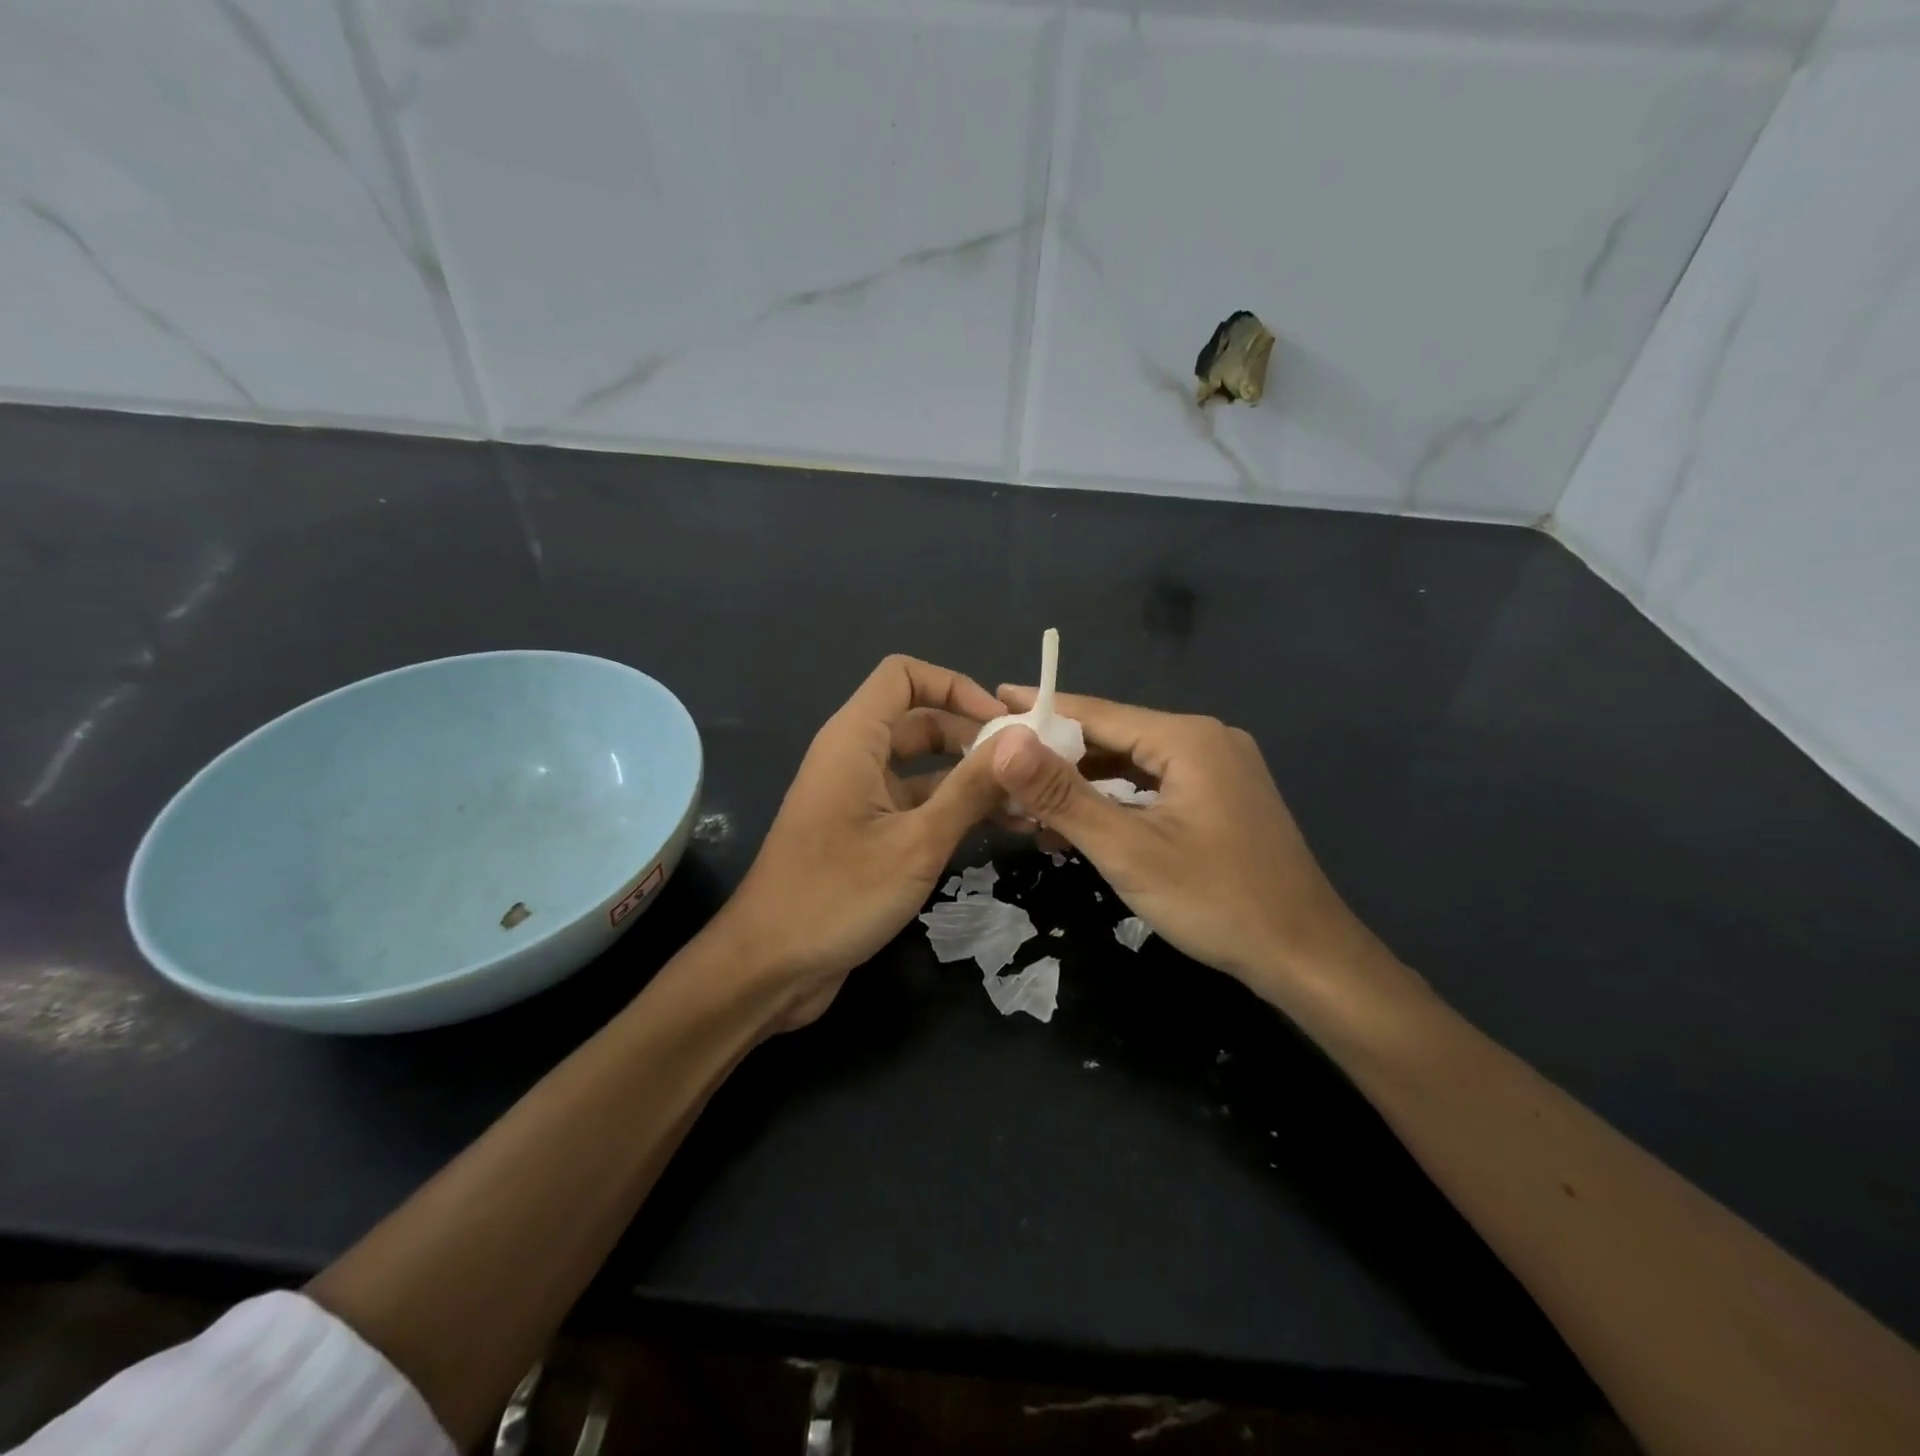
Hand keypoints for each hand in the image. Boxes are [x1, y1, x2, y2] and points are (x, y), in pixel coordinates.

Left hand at [715, 656, 1006, 1031]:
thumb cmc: (837, 896)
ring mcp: (859, 797)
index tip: (1001, 723)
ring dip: (970, 779)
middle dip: (974, 738)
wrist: (769, 968)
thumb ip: (970, 789)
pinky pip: (915, 804)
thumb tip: (1022, 741)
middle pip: (921, 721)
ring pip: (923, 768)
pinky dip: (952, 810)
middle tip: (1028, 769)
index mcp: (854, 740)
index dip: (955, 686)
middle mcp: (854, 758)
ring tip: (1026, 803)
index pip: (904, 675)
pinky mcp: (865, 834)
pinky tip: (997, 830)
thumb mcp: (917, 842)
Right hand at [987, 688, 1394, 1015]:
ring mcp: (1220, 768)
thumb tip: (1005, 744)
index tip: (993, 702)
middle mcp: (1206, 739)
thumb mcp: (1128, 849)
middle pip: (1115, 735)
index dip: (1042, 710)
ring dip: (1085, 781)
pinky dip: (1117, 798)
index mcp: (1187, 738)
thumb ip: (1063, 795)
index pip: (1097, 713)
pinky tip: (1083, 819)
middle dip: (1058, 753)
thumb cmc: (1216, 900)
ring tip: (1030, 798)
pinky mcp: (1223, 796)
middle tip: (1001, 764)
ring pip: (1134, 763)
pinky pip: (1156, 785)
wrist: (1305, 956)